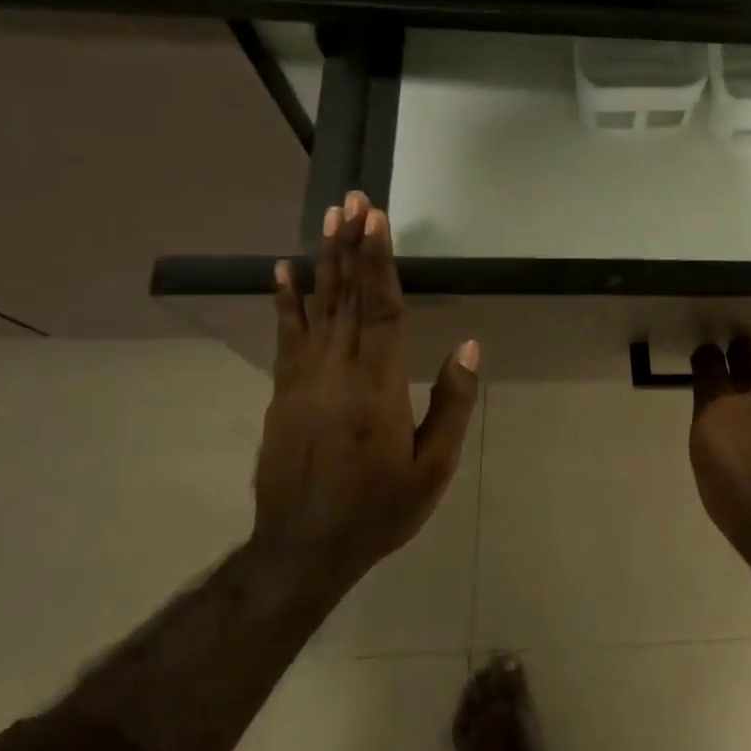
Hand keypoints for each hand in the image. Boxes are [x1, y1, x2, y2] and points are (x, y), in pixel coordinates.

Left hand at [254, 191, 479, 583]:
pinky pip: (286, 336)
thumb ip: (451, 403)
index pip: (381, 309)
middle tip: (351, 200)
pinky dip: (285, 301)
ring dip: (322, 261)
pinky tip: (282, 272)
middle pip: (345, 296)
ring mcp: (302, 381)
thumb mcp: (432, 467)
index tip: (377, 220)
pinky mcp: (283, 394)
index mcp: (376, 386)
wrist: (303, 550)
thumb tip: (467, 346)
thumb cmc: (379, 509)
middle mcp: (334, 371)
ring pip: (315, 308)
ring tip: (326, 219)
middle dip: (350, 245)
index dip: (380, 261)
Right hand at [688, 336, 750, 535]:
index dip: (705, 357)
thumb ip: (710, 423)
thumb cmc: (731, 497)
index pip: (708, 362)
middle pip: (745, 350)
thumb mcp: (703, 457)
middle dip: (738, 352)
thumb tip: (717, 409)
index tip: (706, 360)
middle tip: (737, 362)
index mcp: (717, 404)